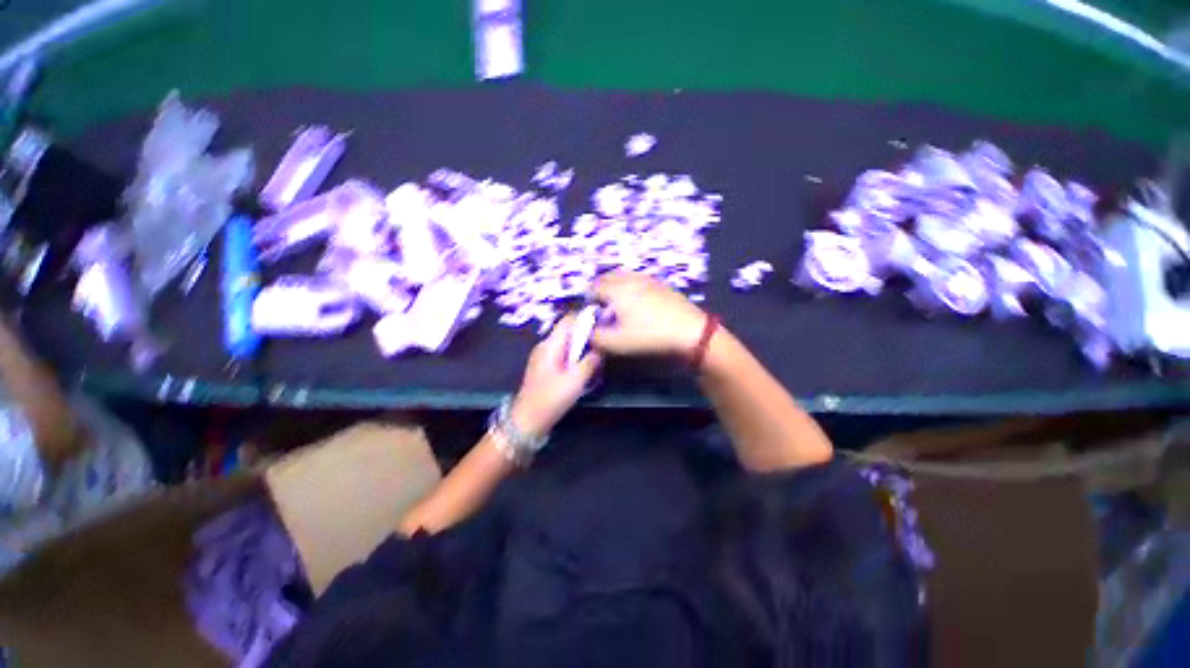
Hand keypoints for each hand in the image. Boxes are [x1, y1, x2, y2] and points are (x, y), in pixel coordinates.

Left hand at [511, 314, 602, 437]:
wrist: (527, 421)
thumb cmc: (550, 399)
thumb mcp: (575, 380)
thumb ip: (589, 362)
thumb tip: (600, 350)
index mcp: (550, 345)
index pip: (568, 320)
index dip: (585, 318)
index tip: (603, 323)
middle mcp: (545, 346)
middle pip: (568, 332)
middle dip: (586, 335)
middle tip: (603, 343)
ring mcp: (544, 357)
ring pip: (567, 344)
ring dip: (581, 348)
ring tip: (597, 357)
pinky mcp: (545, 368)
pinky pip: (563, 355)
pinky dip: (575, 357)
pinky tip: (583, 369)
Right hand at [590, 272, 707, 356]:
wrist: (691, 332)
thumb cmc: (650, 336)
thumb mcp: (617, 343)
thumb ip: (596, 337)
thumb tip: (588, 332)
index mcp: (617, 289)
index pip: (593, 287)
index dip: (588, 300)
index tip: (592, 315)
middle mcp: (631, 279)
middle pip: (608, 277)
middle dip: (601, 290)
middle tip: (603, 309)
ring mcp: (648, 279)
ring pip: (624, 277)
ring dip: (616, 287)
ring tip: (620, 307)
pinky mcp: (662, 284)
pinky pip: (639, 280)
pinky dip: (632, 288)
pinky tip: (640, 305)